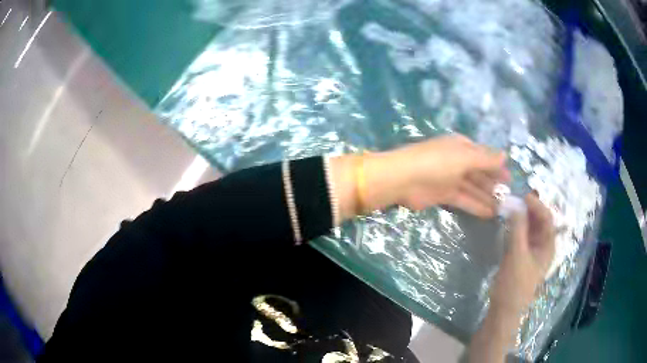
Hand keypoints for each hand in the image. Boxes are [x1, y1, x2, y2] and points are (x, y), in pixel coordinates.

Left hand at [387, 135, 509, 216]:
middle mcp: (457, 161)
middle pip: (479, 173)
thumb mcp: (465, 157)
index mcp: (461, 147)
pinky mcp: (443, 195)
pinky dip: (476, 205)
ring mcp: (450, 179)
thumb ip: (486, 159)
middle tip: (509, 197)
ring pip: (473, 188)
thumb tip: (505, 155)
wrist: (403, 179)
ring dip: (487, 197)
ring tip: (502, 209)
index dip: (497, 167)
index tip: (510, 179)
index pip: (484, 156)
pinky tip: (489, 213)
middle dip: (494, 184)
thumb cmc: (437, 162)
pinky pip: (464, 199)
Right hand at [490, 194, 555, 314]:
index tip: (523, 196)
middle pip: (540, 221)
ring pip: (531, 228)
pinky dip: (517, 227)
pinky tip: (509, 223)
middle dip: (530, 209)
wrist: (504, 309)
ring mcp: (532, 251)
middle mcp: (543, 246)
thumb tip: (516, 205)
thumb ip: (517, 229)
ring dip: (523, 217)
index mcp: (548, 246)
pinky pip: (522, 236)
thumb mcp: (516, 255)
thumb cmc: (515, 283)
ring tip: (511, 207)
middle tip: (515, 199)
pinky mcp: (522, 255)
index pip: (547, 218)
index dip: (537, 205)